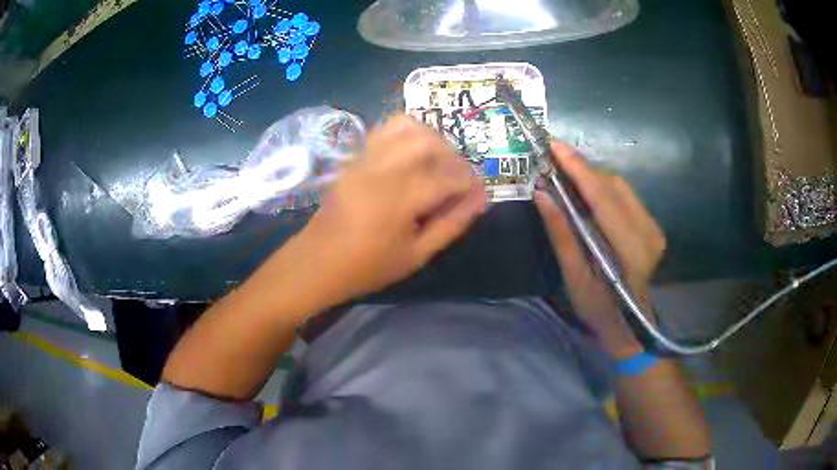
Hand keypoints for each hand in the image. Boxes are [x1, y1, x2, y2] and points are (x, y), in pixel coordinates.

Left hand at [300, 115, 485, 302]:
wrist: (317, 261)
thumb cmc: (368, 266)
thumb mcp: (416, 256)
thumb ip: (451, 224)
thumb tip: (480, 198)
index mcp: (399, 199)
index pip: (449, 175)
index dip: (470, 181)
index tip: (476, 193)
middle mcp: (383, 170)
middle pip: (430, 143)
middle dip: (453, 156)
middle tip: (458, 178)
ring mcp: (366, 158)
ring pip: (408, 127)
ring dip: (433, 139)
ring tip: (437, 162)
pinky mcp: (356, 156)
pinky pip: (386, 129)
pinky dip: (408, 133)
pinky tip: (413, 154)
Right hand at [534, 142, 665, 358]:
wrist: (633, 324)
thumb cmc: (600, 310)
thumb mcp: (575, 279)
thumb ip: (562, 235)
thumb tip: (541, 194)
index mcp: (630, 250)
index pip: (603, 198)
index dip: (579, 169)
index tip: (555, 147)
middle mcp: (648, 232)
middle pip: (613, 186)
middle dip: (583, 169)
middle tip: (553, 161)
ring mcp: (654, 228)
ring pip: (621, 187)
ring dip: (592, 177)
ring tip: (566, 175)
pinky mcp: (653, 225)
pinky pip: (626, 196)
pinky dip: (603, 188)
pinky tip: (587, 193)